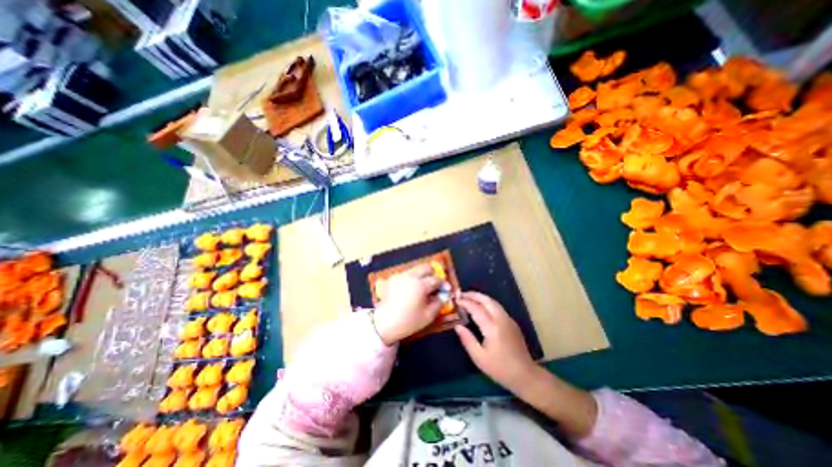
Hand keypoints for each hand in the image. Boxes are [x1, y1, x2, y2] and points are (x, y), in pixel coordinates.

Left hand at [374, 265, 445, 343]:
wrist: (383, 324)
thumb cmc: (408, 321)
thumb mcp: (428, 316)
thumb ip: (438, 303)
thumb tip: (443, 295)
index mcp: (420, 285)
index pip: (436, 279)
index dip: (443, 284)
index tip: (446, 289)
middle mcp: (411, 276)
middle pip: (426, 267)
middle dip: (433, 274)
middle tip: (435, 284)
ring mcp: (400, 276)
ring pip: (415, 269)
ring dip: (422, 275)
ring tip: (423, 287)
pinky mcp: (392, 279)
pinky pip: (406, 274)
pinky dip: (411, 278)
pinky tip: (410, 289)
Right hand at [454, 293, 540, 391]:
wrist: (525, 375)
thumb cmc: (500, 368)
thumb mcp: (479, 357)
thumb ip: (467, 340)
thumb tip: (457, 326)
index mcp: (492, 328)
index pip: (476, 308)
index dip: (465, 303)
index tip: (456, 300)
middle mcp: (501, 319)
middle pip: (486, 300)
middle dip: (473, 295)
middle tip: (461, 294)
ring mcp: (508, 320)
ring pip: (493, 302)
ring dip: (481, 297)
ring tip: (469, 297)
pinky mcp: (512, 322)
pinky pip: (498, 307)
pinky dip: (487, 303)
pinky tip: (481, 307)